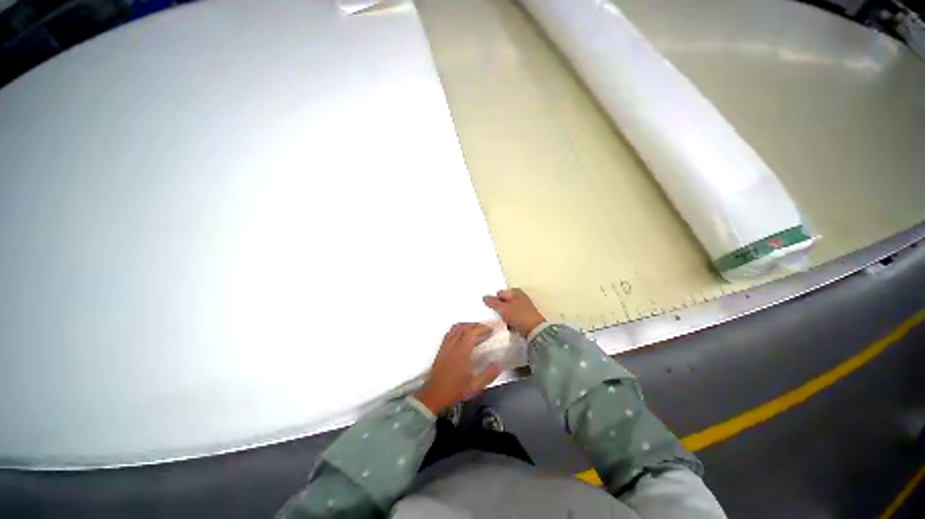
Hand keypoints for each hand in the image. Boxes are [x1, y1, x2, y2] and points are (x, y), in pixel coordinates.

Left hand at [414, 323, 502, 413]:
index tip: (490, 329)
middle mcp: (453, 345)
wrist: (433, 395)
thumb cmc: (453, 391)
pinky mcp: (441, 349)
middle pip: (465, 327)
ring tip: (475, 330)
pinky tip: (462, 335)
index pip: (472, 332)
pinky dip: (458, 329)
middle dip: (477, 325)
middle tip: (486, 329)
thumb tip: (498, 365)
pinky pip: (450, 332)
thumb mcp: (474, 386)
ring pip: (456, 327)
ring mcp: (445, 346)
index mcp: (462, 352)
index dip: (483, 328)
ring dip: (467, 325)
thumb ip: (488, 375)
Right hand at [483, 288, 545, 338]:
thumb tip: (484, 297)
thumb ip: (493, 302)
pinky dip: (508, 320)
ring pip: (507, 310)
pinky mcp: (523, 317)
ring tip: (498, 320)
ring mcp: (522, 307)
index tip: (489, 307)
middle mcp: (519, 297)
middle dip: (498, 307)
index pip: (499, 293)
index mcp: (515, 292)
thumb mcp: (504, 308)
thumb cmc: (519, 316)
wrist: (535, 330)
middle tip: (492, 314)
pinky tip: (505, 325)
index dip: (494, 299)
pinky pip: (512, 316)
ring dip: (503, 315)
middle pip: (504, 301)